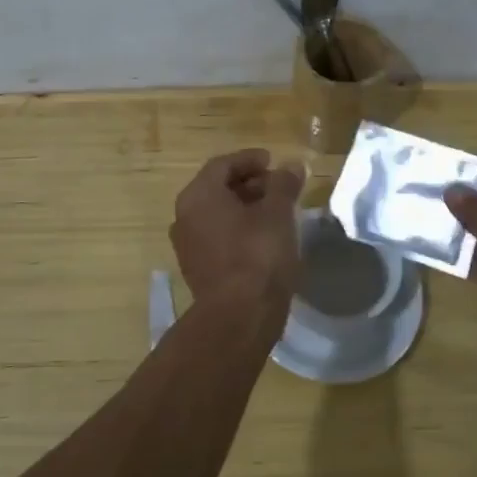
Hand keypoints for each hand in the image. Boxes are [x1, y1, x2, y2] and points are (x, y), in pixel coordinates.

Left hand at [171, 149, 305, 327]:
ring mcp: (188, 246)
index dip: (250, 159)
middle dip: (249, 184)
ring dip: (245, 208)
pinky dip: (238, 230)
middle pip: (217, 188)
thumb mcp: (278, 213)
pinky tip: (264, 239)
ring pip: (217, 215)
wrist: (239, 317)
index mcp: (198, 195)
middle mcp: (185, 216)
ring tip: (276, 212)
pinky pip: (218, 238)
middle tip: (279, 187)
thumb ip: (284, 184)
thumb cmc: (258, 254)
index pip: (222, 164)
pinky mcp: (198, 270)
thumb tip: (292, 165)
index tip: (273, 162)